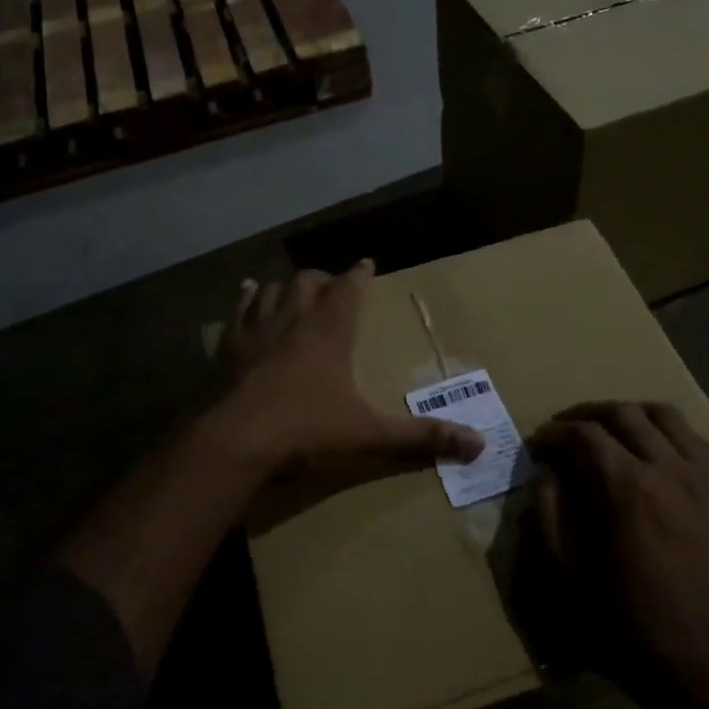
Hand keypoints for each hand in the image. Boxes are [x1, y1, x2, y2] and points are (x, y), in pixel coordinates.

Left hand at [221, 261, 483, 474]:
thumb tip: (479, 445)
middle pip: (308, 282)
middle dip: (324, 279)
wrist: (236, 441)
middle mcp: (294, 319)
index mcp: (330, 331)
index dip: (359, 274)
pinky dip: (247, 298)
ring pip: (274, 290)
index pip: (348, 287)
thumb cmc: (306, 430)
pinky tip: (248, 291)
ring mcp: (258, 330)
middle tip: (333, 283)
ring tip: (296, 286)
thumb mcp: (370, 434)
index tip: (366, 263)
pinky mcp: (230, 347)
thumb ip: (421, 437)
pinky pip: (239, 310)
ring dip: (288, 285)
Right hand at [531, 402, 708, 708]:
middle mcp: (671, 470)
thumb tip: (545, 475)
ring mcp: (707, 480)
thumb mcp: (569, 582)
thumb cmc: (631, 633)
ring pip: (667, 417)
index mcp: (627, 490)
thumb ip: (549, 519)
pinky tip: (655, 453)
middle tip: (566, 432)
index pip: (584, 435)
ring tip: (610, 431)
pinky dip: (668, 433)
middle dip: (587, 415)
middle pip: (625, 414)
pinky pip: (698, 442)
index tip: (537, 445)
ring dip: (630, 415)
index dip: (553, 433)